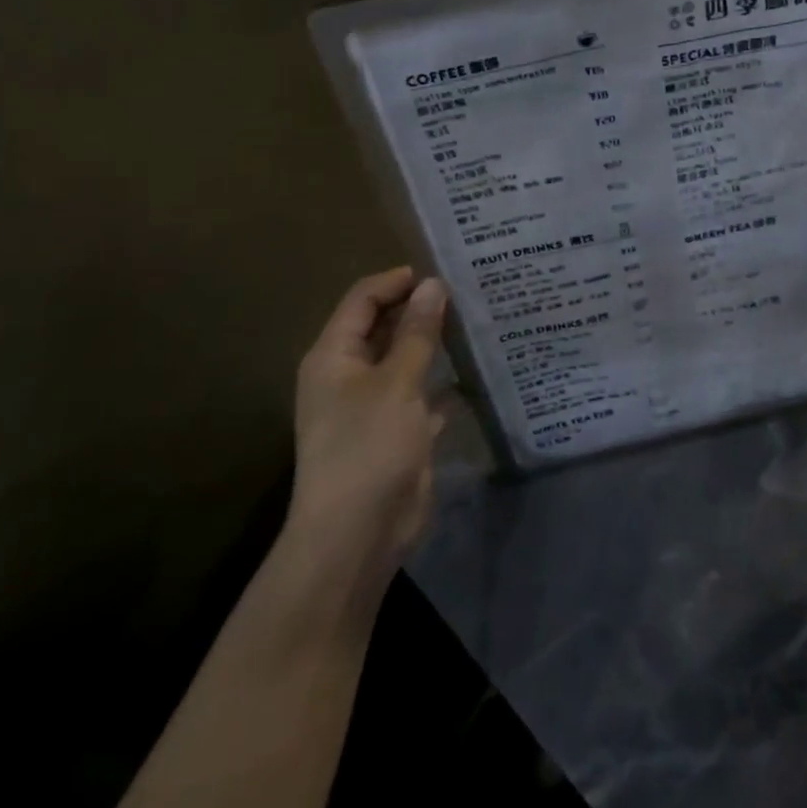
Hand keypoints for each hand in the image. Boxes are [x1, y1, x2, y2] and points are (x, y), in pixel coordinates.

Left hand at [283, 266, 447, 625]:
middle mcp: (347, 375)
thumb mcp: (397, 382)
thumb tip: (434, 284)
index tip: (440, 272)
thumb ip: (417, 332)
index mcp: (334, 356)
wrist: (356, 535)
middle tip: (465, 292)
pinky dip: (439, 382)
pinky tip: (470, 373)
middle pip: (381, 327)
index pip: (362, 299)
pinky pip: (418, 394)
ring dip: (431, 344)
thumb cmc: (369, 446)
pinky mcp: (392, 432)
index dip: (397, 281)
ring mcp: (370, 406)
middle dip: (417, 309)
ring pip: (402, 360)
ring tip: (473, 322)